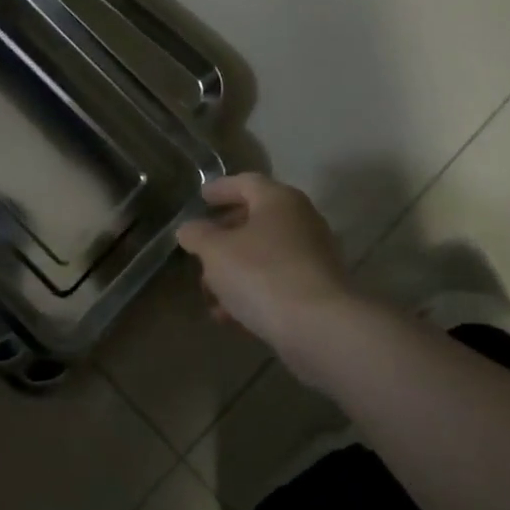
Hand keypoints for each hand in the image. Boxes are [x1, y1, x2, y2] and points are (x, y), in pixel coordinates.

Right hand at [176, 174, 354, 374]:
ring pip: (264, 254)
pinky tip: (230, 314)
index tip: (200, 197)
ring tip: (209, 291)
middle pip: (256, 219)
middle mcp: (301, 220)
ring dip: (234, 269)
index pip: (246, 182)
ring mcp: (313, 256)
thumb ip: (197, 235)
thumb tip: (189, 228)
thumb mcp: (215, 251)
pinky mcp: (317, 289)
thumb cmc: (262, 274)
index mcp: (278, 200)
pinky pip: (277, 281)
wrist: (320, 327)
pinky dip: (252, 290)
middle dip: (224, 235)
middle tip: (201, 247)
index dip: (220, 188)